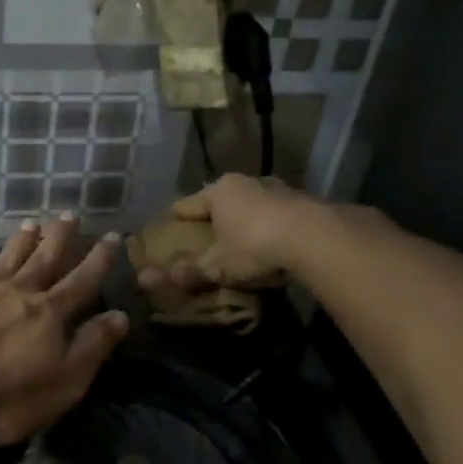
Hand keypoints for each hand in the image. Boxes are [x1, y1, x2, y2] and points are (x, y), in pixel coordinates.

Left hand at [0, 215, 128, 445]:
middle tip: (70, 214)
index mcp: (49, 314)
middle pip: (43, 260)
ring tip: (31, 223)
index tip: (112, 236)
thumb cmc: (7, 398)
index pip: (82, 282)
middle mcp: (16, 293)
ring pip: (5, 260)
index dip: (99, 260)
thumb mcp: (65, 382)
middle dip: (60, 238)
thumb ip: (92, 346)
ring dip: (19, 242)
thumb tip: (120, 316)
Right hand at [135, 174, 320, 294]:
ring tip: (238, 239)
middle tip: (204, 235)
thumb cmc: (254, 245)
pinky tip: (270, 243)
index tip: (168, 226)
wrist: (315, 237)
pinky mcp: (303, 201)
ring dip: (244, 220)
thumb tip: (147, 280)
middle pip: (221, 200)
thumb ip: (189, 271)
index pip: (188, 204)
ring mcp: (277, 189)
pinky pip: (276, 214)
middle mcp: (246, 183)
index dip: (176, 217)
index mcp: (219, 191)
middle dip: (213, 217)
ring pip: (251, 204)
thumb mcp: (218, 265)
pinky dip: (269, 226)